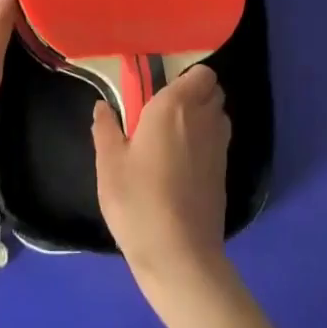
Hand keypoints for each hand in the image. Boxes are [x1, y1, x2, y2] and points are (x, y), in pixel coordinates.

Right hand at [94, 64, 231, 298]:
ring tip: (173, 136)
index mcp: (175, 106)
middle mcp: (203, 118)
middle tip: (164, 111)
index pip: (200, 72)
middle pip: (212, 90)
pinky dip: (206, 141)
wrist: (179, 255)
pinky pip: (218, 141)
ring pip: (218, 114)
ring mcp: (219, 146)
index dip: (186, 76)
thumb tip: (103, 106)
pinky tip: (182, 163)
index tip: (162, 88)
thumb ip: (106, 129)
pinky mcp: (224, 172)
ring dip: (202, 116)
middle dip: (194, 93)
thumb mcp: (109, 164)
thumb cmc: (138, 201)